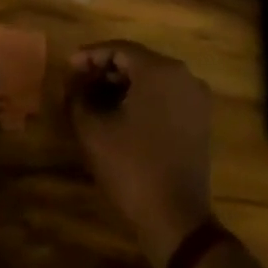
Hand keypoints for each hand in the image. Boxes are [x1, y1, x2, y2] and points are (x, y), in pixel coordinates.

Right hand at [65, 40, 213, 265]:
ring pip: (152, 79)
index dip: (90, 56)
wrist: (176, 218)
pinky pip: (166, 96)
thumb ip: (78, 96)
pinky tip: (119, 115)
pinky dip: (142, 99)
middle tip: (78, 84)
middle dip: (105, 70)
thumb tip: (75, 83)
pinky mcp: (199, 120)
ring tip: (94, 100)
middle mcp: (184, 76)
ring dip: (122, 85)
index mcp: (160, 70)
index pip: (119, 49)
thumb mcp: (93, 130)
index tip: (68, 68)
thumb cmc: (132, 167)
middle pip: (137, 61)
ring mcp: (196, 98)